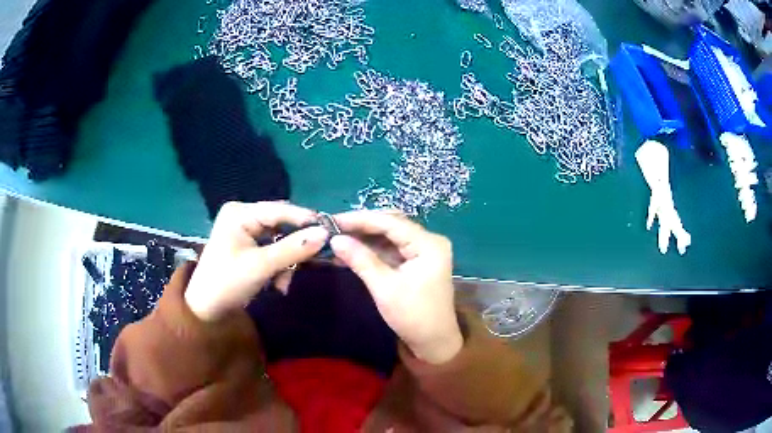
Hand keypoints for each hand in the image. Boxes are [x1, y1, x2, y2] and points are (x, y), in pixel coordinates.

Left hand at [185, 201, 327, 321]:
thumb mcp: (261, 266)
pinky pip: (274, 250)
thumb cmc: (228, 283)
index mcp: (240, 213)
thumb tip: (325, 234)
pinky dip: (279, 267)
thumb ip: (293, 248)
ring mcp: (246, 231)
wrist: (207, 310)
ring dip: (286, 262)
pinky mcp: (249, 246)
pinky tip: (278, 284)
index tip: (330, 230)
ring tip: (283, 283)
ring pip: (280, 240)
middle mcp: (243, 216)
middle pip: (281, 224)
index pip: (279, 210)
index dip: (305, 219)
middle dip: (294, 247)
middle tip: (312, 260)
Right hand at [331, 210, 462, 364]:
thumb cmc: (413, 316)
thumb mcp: (384, 288)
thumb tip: (334, 239)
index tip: (332, 220)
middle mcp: (429, 241)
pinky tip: (350, 251)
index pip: (390, 222)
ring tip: (336, 238)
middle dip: (361, 227)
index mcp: (428, 244)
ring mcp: (423, 251)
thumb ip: (360, 260)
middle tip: (332, 228)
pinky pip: (391, 249)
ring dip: (364, 238)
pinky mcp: (416, 261)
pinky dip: (372, 251)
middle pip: (390, 226)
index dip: (360, 219)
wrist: (434, 342)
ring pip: (389, 237)